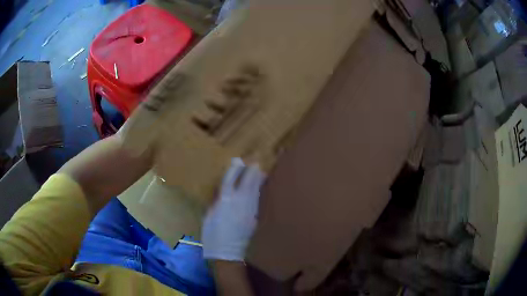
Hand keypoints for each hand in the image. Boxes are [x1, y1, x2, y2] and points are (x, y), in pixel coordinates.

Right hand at [202, 158, 265, 260]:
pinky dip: (258, 193)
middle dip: (252, 171)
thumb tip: (223, 193)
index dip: (234, 169)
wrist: (226, 253)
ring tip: (261, 172)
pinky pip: (257, 201)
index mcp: (224, 201)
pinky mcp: (254, 218)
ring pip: (256, 191)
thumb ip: (217, 202)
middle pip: (248, 182)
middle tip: (256, 162)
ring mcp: (249, 210)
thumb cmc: (211, 235)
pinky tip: (259, 189)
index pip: (230, 180)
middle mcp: (239, 202)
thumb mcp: (209, 216)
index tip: (238, 160)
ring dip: (258, 180)